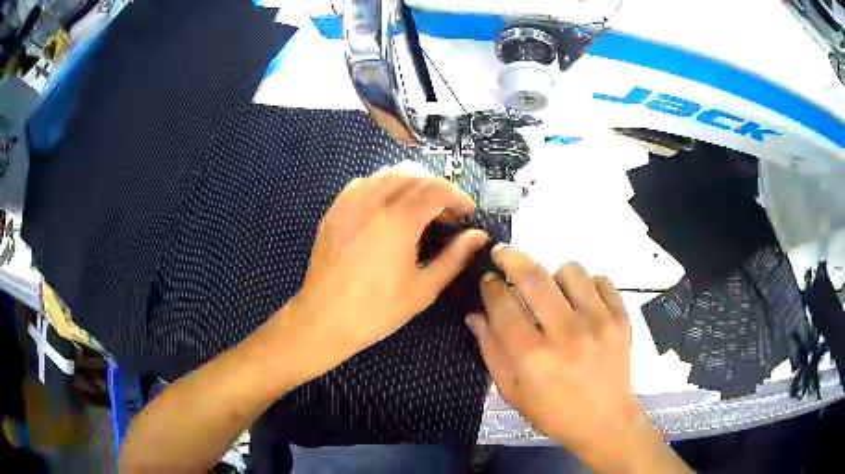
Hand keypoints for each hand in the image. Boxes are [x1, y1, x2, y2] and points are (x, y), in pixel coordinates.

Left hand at [289, 169, 488, 378]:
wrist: (325, 319)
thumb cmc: (378, 309)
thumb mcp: (424, 288)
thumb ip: (455, 257)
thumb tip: (478, 236)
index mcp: (399, 220)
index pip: (437, 189)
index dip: (458, 196)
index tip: (468, 212)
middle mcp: (373, 202)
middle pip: (414, 175)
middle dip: (437, 187)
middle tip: (447, 212)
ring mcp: (350, 203)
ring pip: (387, 174)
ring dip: (411, 183)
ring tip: (420, 207)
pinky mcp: (334, 210)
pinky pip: (363, 183)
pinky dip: (383, 185)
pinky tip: (387, 206)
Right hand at [466, 249, 659, 471]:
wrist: (604, 421)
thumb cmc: (552, 411)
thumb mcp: (512, 391)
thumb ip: (491, 350)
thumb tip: (475, 315)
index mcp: (532, 357)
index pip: (503, 305)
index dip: (491, 286)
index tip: (488, 279)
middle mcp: (565, 334)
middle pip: (534, 277)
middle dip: (512, 258)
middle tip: (503, 252)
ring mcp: (598, 323)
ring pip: (571, 271)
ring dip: (554, 275)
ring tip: (554, 292)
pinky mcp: (621, 319)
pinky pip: (601, 280)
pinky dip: (587, 286)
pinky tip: (582, 303)